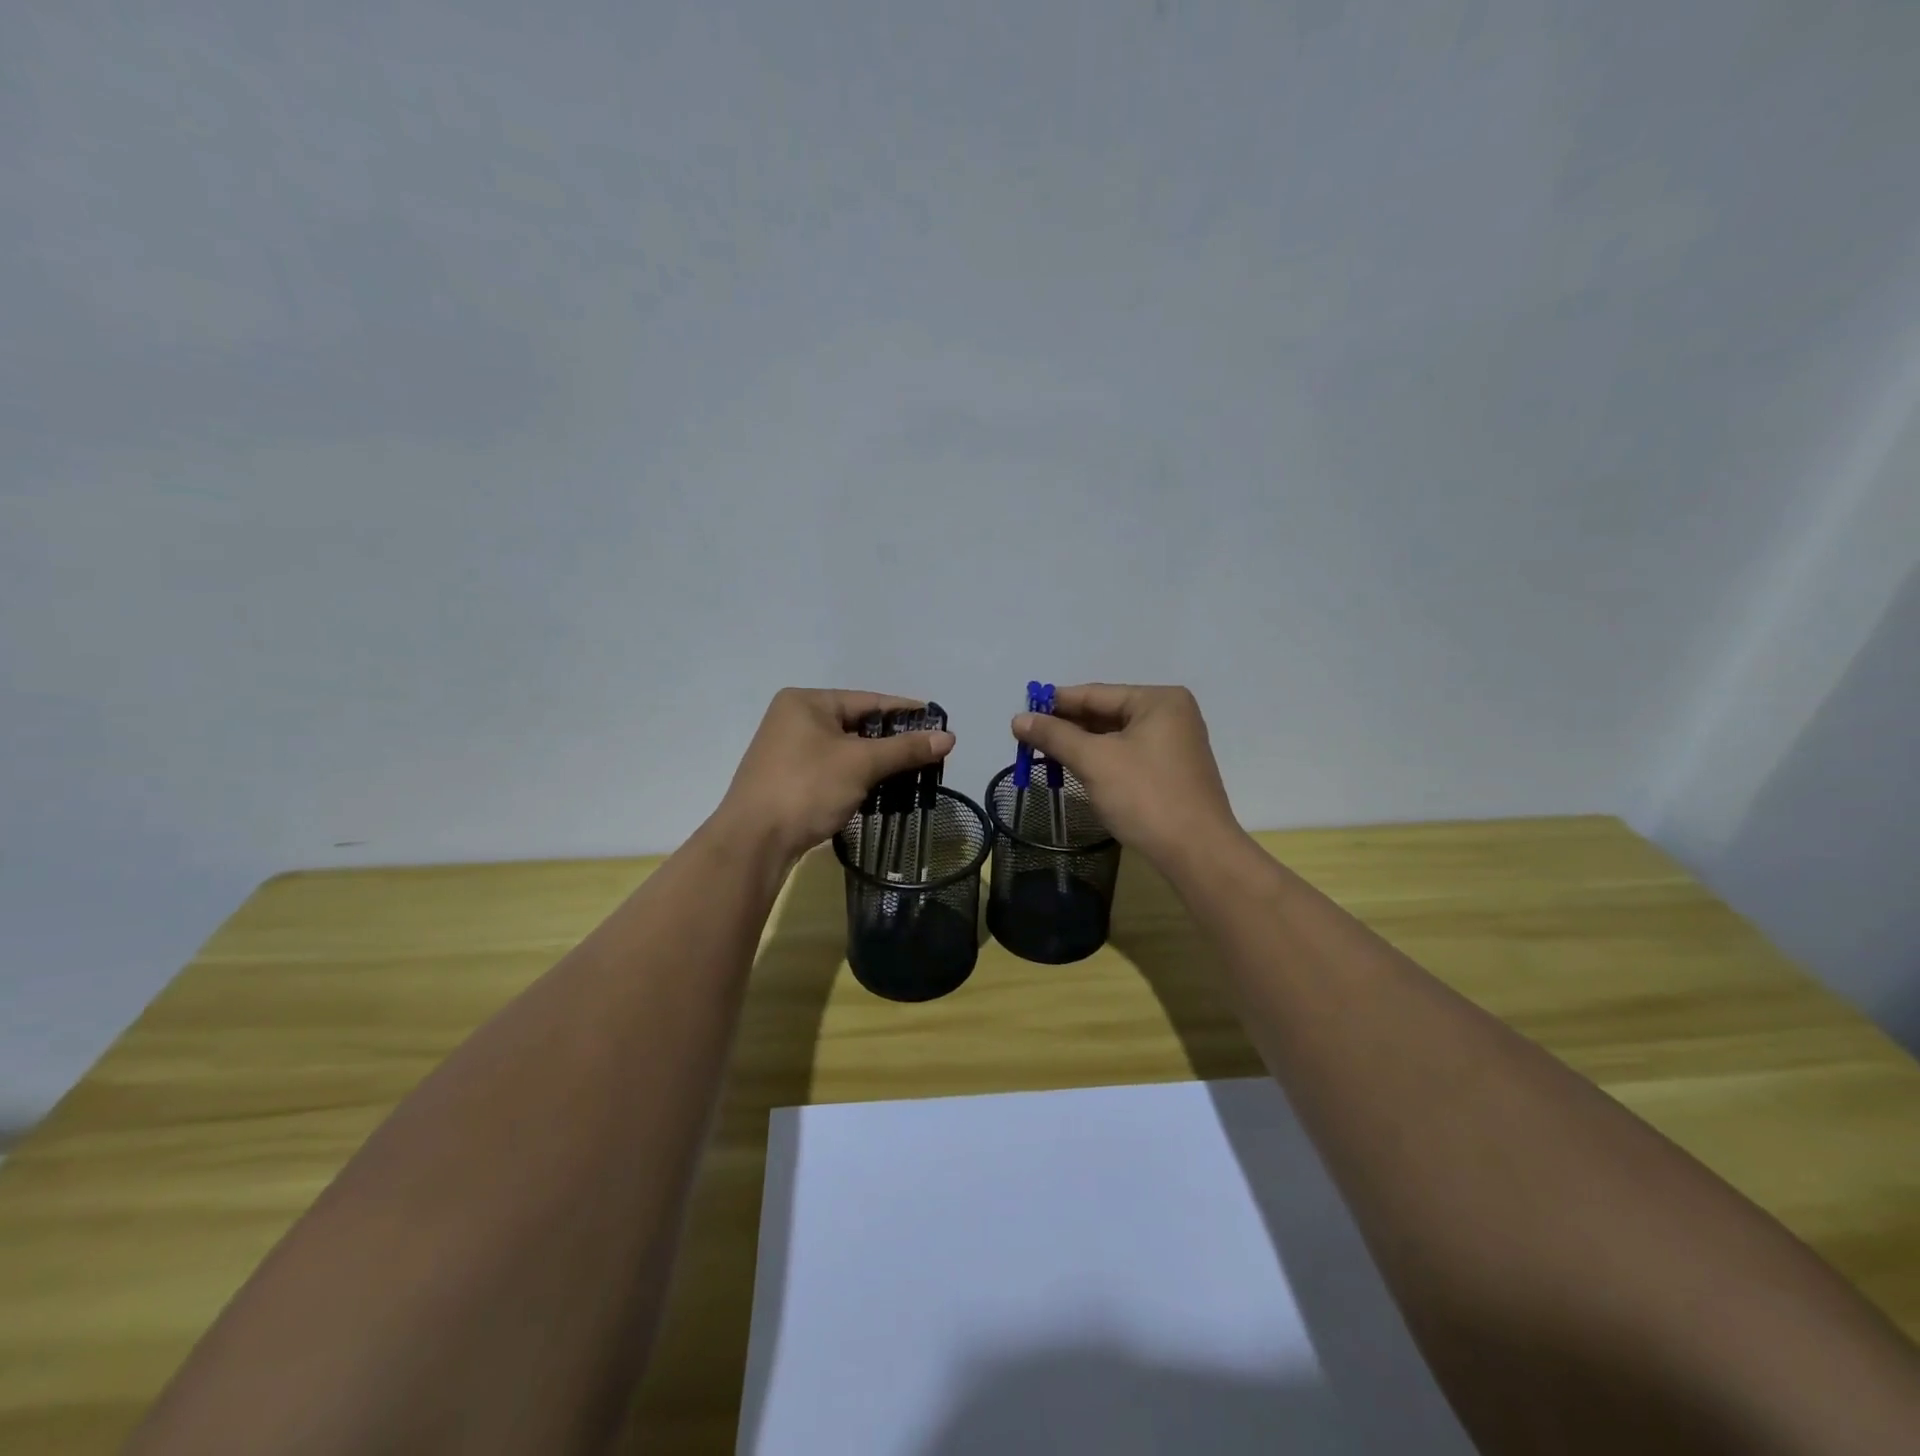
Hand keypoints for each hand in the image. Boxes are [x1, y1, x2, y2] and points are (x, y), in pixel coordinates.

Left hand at [717, 689, 954, 863]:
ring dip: (877, 761)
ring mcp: (788, 751)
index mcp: (806, 702)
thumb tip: (950, 738)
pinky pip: (833, 769)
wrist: (753, 842)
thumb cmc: (807, 788)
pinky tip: (882, 790)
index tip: (938, 722)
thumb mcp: (861, 764)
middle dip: (893, 740)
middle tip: (929, 751)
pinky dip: (858, 776)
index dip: (905, 711)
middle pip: (857, 724)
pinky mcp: (789, 779)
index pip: (868, 700)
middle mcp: (794, 719)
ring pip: (846, 749)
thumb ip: (905, 749)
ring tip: (913, 772)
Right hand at [1011, 684, 1239, 867]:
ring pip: (1116, 736)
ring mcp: (1174, 744)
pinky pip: (1127, 755)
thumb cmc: (1145, 796)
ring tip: (1044, 753)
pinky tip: (1075, 768)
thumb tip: (1018, 719)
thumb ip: (1055, 736)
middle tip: (1028, 736)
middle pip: (1107, 713)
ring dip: (1081, 745)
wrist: (1196, 852)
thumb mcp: (1094, 761)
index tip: (1023, 711)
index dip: (1056, 702)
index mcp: (1159, 700)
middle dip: (1067, 726)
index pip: (1096, 693)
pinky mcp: (1171, 772)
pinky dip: (1100, 760)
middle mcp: (1171, 715)